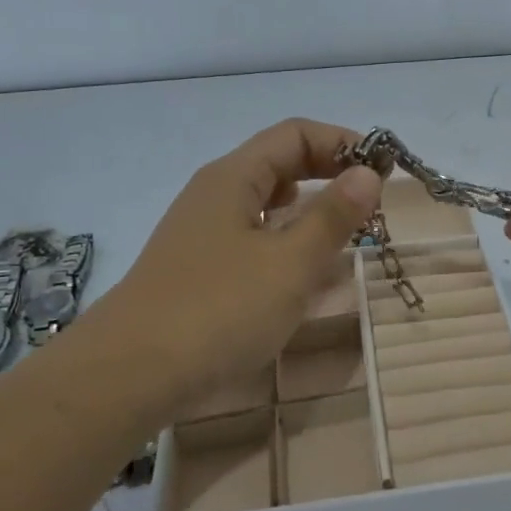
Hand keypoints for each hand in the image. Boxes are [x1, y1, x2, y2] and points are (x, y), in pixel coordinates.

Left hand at [74, 119, 381, 409]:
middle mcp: (214, 194)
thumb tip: (367, 173)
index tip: (381, 171)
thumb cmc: (219, 310)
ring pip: (265, 203)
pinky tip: (300, 271)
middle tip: (369, 203)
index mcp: (233, 178)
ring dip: (308, 209)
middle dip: (328, 174)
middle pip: (278, 163)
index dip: (342, 143)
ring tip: (344, 234)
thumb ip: (332, 216)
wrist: (129, 375)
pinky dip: (285, 241)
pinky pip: (252, 237)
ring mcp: (201, 234)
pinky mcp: (197, 270)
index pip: (295, 134)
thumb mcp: (290, 263)